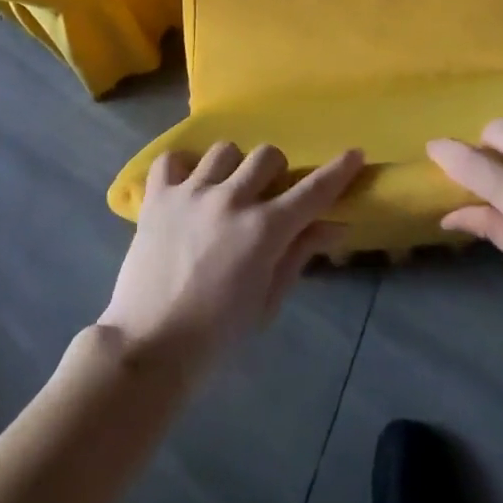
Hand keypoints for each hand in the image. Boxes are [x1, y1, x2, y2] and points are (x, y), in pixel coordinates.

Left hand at [98, 144, 363, 371]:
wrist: (148, 351)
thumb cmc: (216, 338)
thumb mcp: (267, 302)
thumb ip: (299, 255)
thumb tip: (334, 226)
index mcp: (264, 230)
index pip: (312, 191)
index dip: (337, 171)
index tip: (354, 154)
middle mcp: (231, 200)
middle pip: (268, 156)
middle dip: (275, 173)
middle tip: (266, 198)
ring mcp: (192, 193)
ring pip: (224, 151)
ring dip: (232, 169)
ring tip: (223, 194)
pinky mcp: (158, 197)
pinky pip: (173, 159)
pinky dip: (182, 168)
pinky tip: (186, 188)